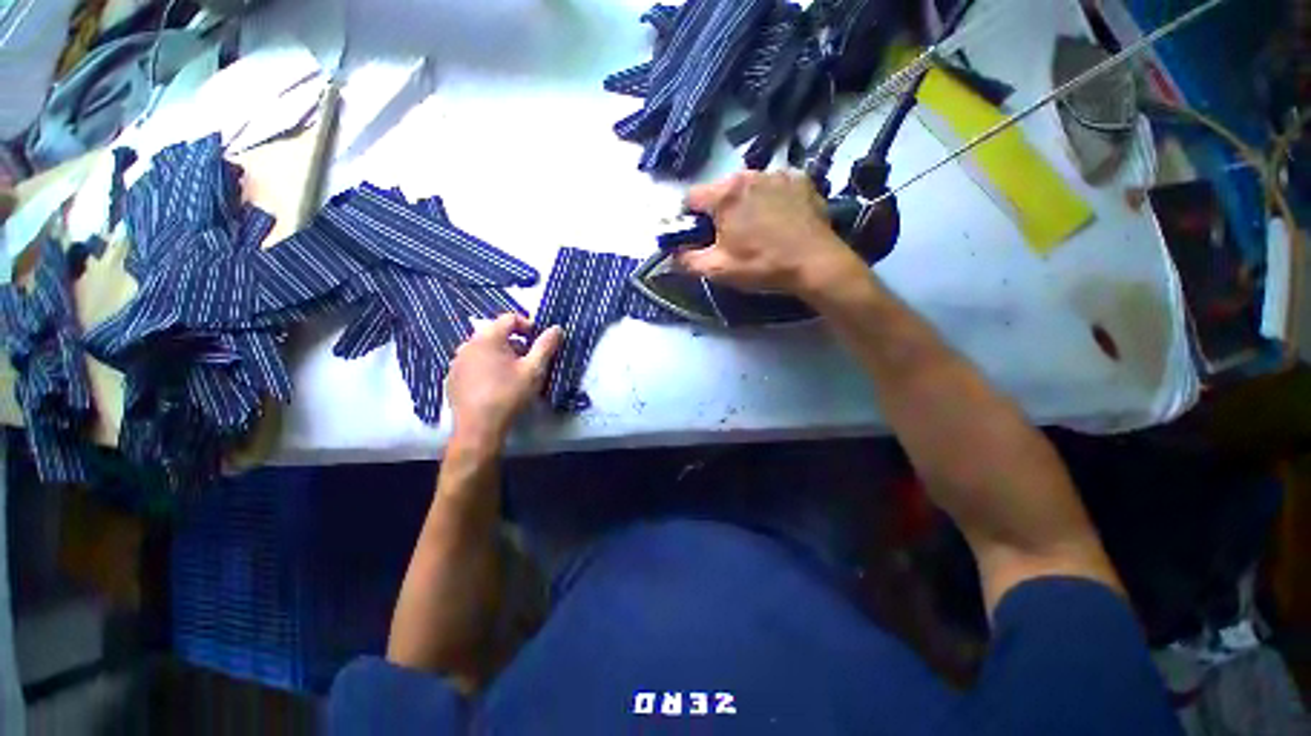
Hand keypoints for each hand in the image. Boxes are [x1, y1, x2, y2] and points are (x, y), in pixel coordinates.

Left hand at [447, 314, 562, 452]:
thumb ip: (546, 345)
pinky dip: (487, 367)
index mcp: (488, 338)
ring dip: (501, 355)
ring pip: (484, 349)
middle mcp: (468, 344)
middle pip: (496, 333)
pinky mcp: (452, 378)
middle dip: (515, 343)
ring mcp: (457, 361)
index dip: (528, 325)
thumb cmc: (509, 394)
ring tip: (514, 373)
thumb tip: (557, 328)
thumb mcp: (534, 369)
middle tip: (529, 360)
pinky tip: (496, 385)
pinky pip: (473, 364)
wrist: (479, 427)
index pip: (509, 318)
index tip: (539, 341)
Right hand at [676, 170, 868, 298]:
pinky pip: (773, 186)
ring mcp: (777, 174)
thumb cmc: (761, 265)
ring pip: (747, 187)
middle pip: (720, 192)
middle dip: (718, 212)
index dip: (689, 219)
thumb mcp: (718, 269)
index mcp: (725, 194)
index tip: (698, 237)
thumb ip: (687, 261)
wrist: (815, 263)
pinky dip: (769, 200)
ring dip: (744, 204)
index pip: (691, 198)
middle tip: (730, 238)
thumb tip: (670, 255)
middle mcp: (749, 174)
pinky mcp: (800, 179)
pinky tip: (778, 220)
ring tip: (757, 230)